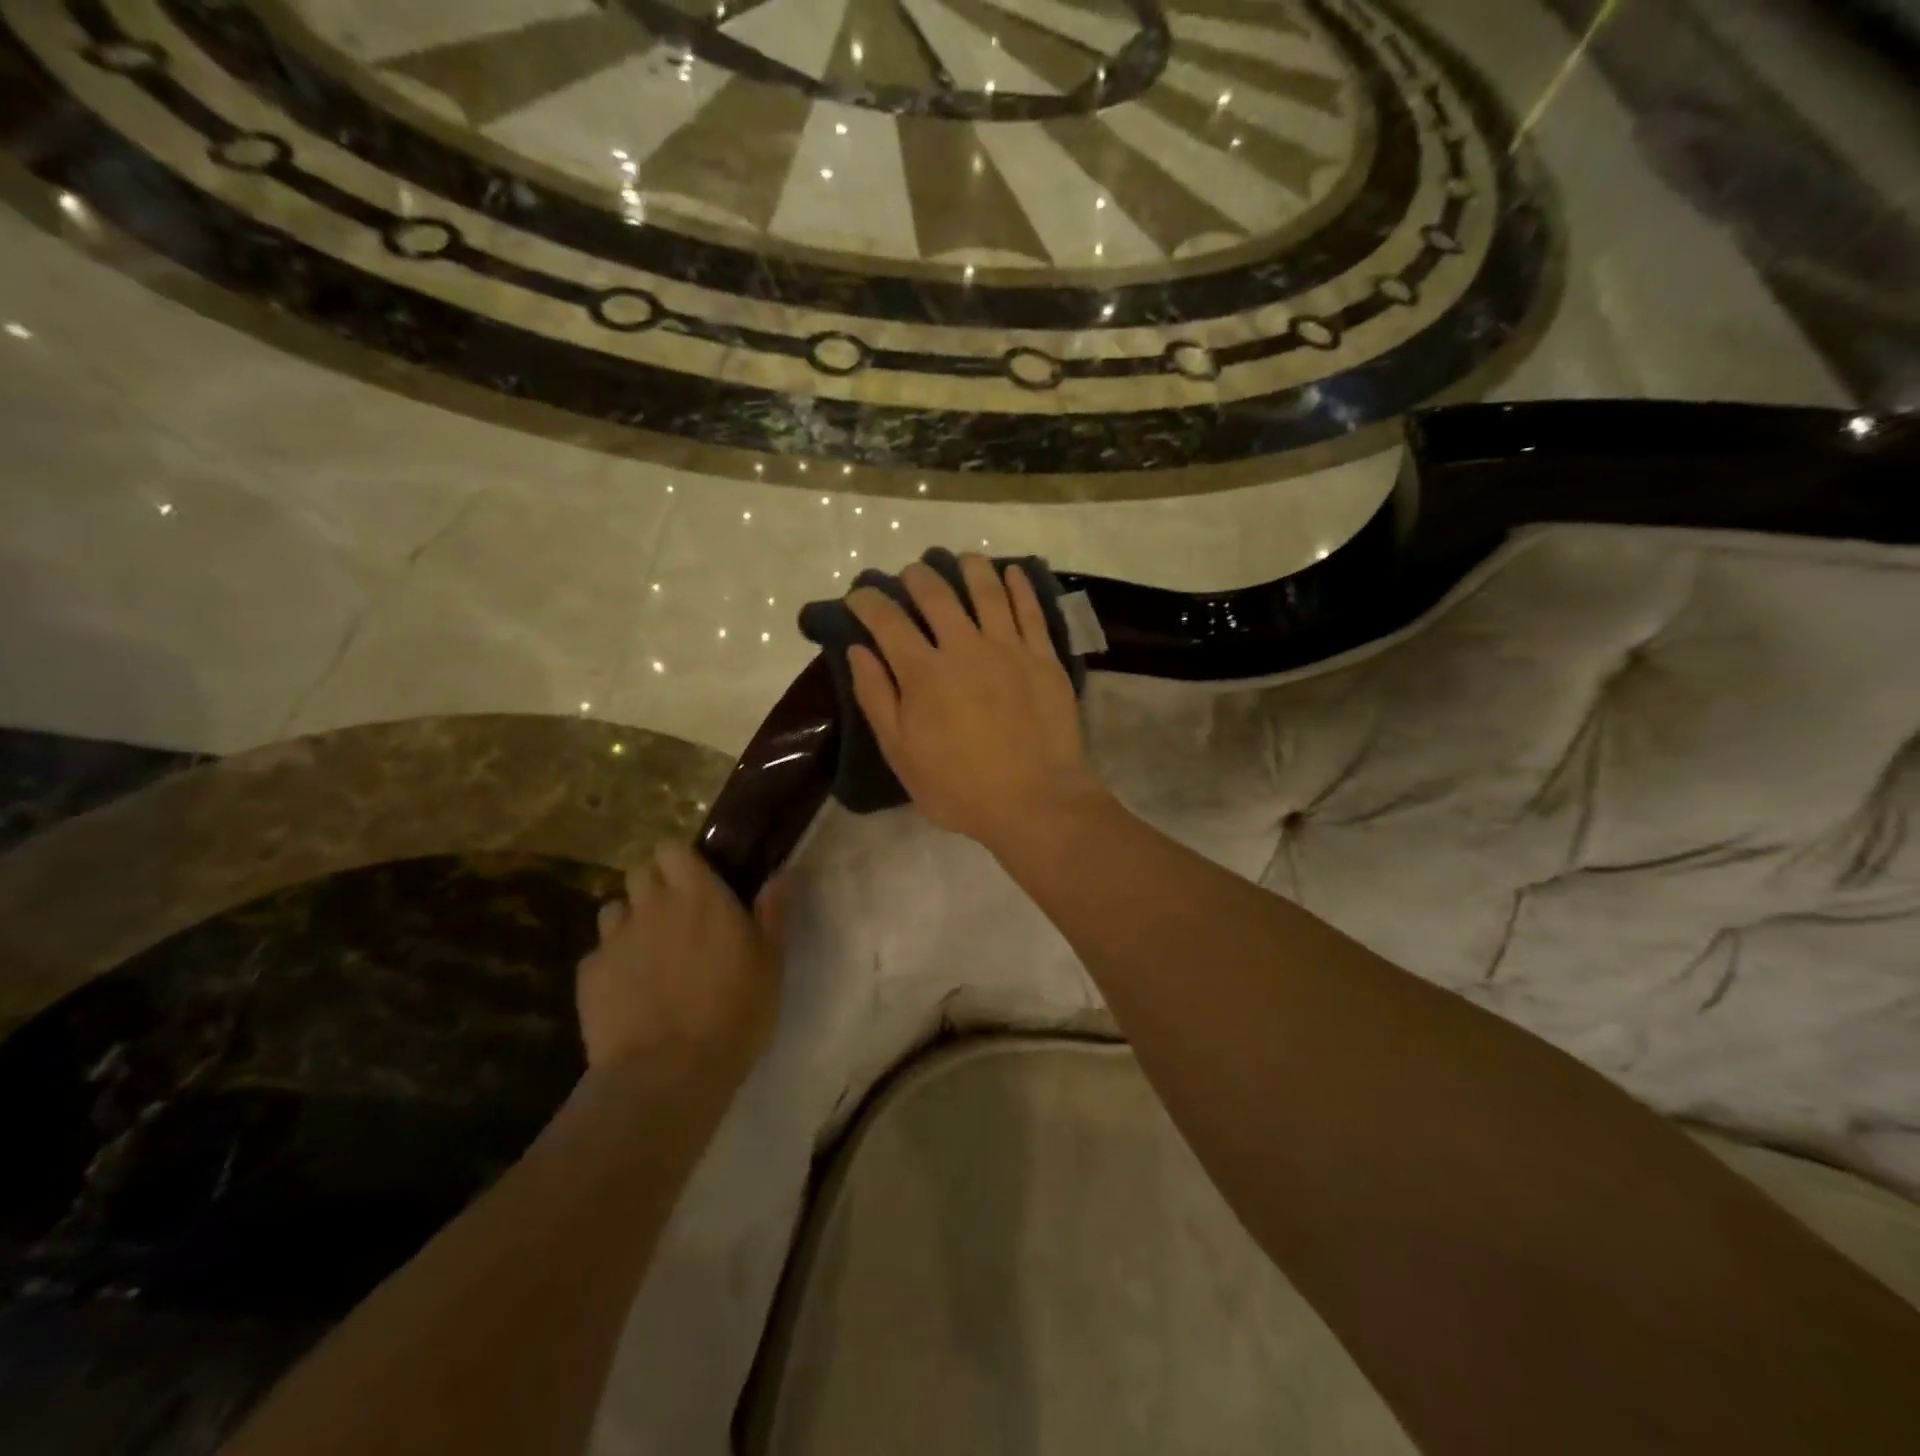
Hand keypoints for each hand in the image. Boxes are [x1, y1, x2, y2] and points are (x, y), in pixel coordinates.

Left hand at [578, 843, 785, 1084]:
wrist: (667, 1074)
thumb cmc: (733, 1012)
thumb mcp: (771, 963)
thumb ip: (773, 913)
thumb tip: (781, 874)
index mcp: (698, 894)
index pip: (672, 848)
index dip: (680, 860)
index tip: (695, 880)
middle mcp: (651, 905)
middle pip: (640, 873)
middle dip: (654, 888)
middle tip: (675, 918)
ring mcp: (614, 939)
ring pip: (614, 911)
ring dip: (630, 922)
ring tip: (648, 954)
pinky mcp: (588, 976)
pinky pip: (598, 955)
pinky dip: (611, 965)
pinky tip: (627, 993)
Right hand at [846, 555, 1110, 855]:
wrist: (1035, 801)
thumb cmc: (959, 787)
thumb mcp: (902, 753)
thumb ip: (877, 698)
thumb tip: (858, 651)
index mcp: (923, 672)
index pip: (887, 621)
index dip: (868, 602)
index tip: (859, 595)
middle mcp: (964, 647)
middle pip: (936, 595)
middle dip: (917, 577)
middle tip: (910, 573)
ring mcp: (1008, 648)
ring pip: (987, 590)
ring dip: (970, 568)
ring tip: (960, 559)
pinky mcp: (1044, 657)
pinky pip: (1031, 609)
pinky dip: (1019, 585)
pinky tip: (1011, 572)